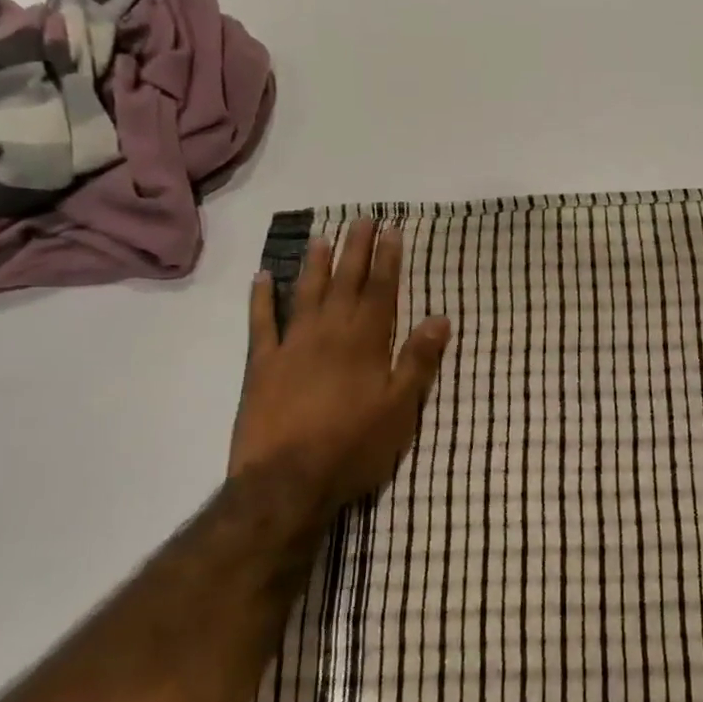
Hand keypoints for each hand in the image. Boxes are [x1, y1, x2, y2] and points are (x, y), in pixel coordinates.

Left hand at [229, 219, 451, 528]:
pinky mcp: (262, 366)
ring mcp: (292, 347)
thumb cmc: (354, 446)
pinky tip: (263, 277)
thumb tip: (441, 318)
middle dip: (356, 250)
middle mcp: (329, 334)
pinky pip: (261, 324)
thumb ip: (418, 360)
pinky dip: (261, 299)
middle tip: (362, 219)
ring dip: (314, 264)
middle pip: (345, 282)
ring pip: (305, 294)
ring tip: (321, 237)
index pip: (381, 291)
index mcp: (366, 343)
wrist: (287, 481)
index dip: (388, 259)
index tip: (392, 230)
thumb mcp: (400, 407)